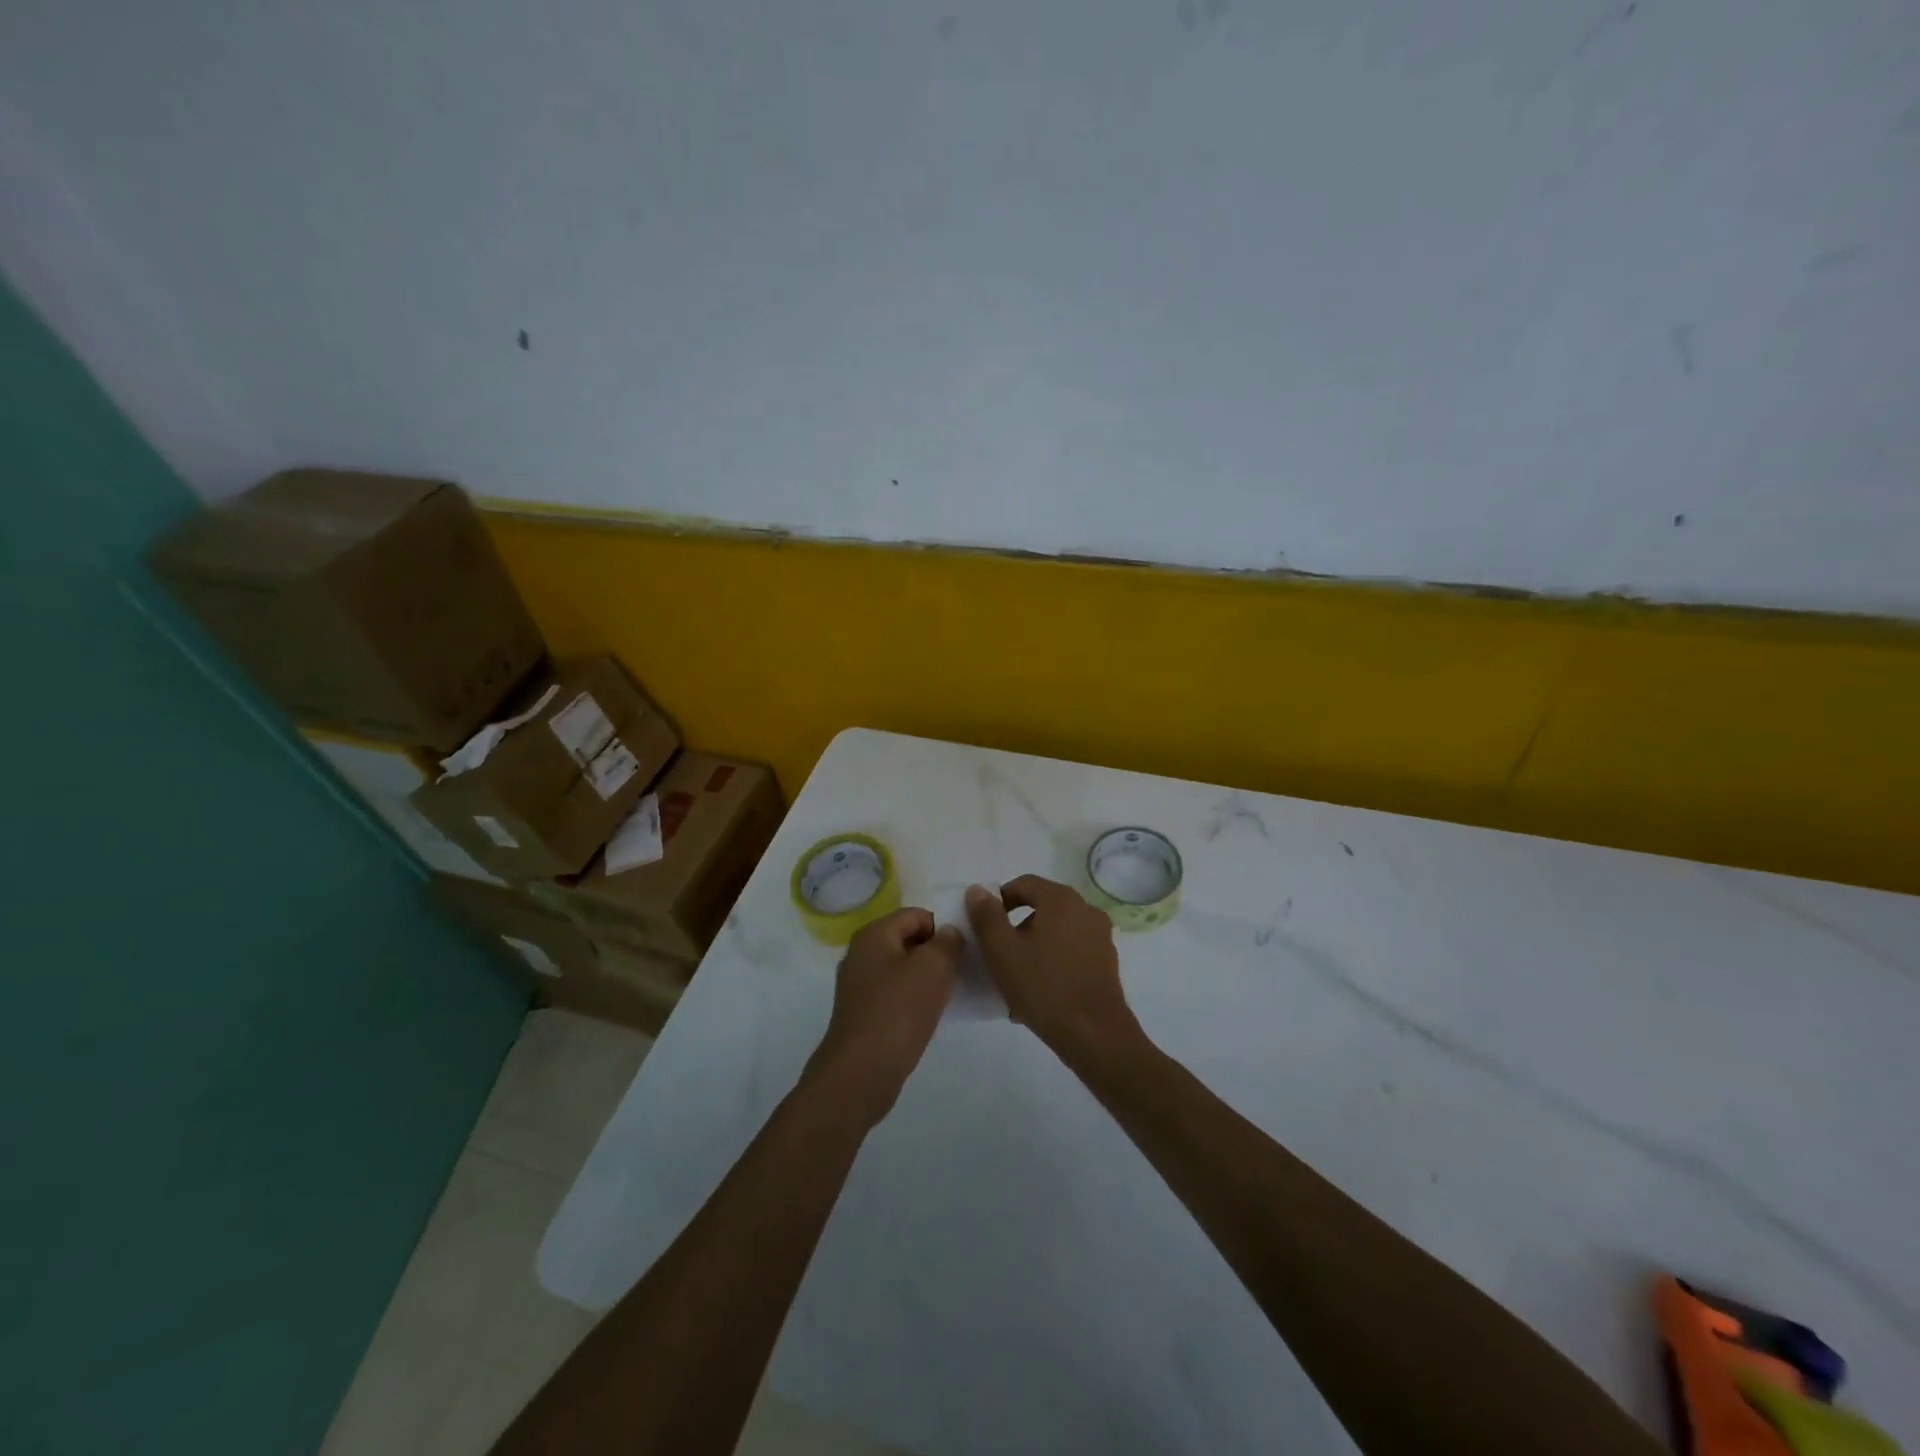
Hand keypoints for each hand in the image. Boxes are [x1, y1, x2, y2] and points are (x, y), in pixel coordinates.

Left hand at [810, 908, 962, 1123]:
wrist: (861, 1072)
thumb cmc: (898, 1010)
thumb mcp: (933, 968)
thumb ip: (948, 942)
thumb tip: (950, 933)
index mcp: (873, 934)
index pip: (916, 915)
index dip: (943, 927)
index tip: (964, 950)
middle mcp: (861, 954)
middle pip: (908, 940)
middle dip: (936, 953)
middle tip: (960, 971)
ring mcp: (859, 985)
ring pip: (903, 969)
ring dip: (927, 978)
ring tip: (949, 994)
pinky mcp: (863, 1013)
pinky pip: (895, 994)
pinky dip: (914, 999)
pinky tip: (930, 1015)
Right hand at [965, 876, 1142, 1064]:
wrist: (1093, 1033)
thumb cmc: (1043, 986)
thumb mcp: (1002, 950)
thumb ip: (986, 916)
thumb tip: (978, 890)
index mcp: (1061, 899)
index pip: (1024, 884)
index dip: (999, 900)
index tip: (985, 926)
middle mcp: (1085, 909)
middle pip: (1042, 907)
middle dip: (1016, 927)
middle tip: (998, 954)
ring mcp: (1100, 936)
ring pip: (1056, 932)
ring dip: (1034, 946)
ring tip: (1016, 978)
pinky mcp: (1106, 962)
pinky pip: (1071, 951)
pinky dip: (1053, 961)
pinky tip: (1040, 991)